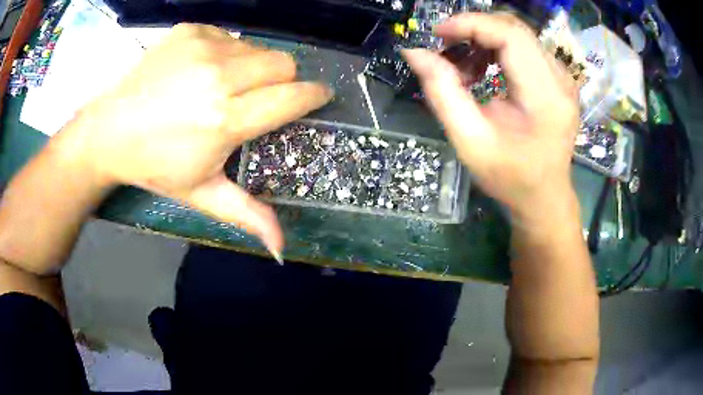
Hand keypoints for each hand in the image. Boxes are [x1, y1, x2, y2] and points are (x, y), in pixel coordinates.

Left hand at [58, 24, 332, 256]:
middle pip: (283, 63)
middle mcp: (218, 76)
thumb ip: (246, 214)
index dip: (313, 96)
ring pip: (257, 48)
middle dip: (283, 80)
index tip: (318, 97)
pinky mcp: (189, 31)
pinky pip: (228, 36)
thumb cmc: (154, 165)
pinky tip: (200, 71)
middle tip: (259, 98)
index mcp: (224, 119)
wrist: (107, 131)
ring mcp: (202, 47)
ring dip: (252, 67)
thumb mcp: (200, 194)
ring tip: (223, 86)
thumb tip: (282, 249)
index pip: (292, 97)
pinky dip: (225, 52)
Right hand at [403, 13, 578, 223]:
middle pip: (514, 28)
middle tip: (446, 49)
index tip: (438, 34)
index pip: (510, 35)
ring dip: (484, 40)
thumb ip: (442, 93)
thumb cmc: (510, 177)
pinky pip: (525, 47)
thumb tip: (415, 53)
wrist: (544, 196)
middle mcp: (561, 80)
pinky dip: (497, 49)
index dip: (471, 24)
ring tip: (465, 68)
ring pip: (518, 34)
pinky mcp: (559, 79)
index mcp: (545, 97)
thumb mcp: (470, 142)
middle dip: (474, 29)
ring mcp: (563, 78)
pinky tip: (484, 70)